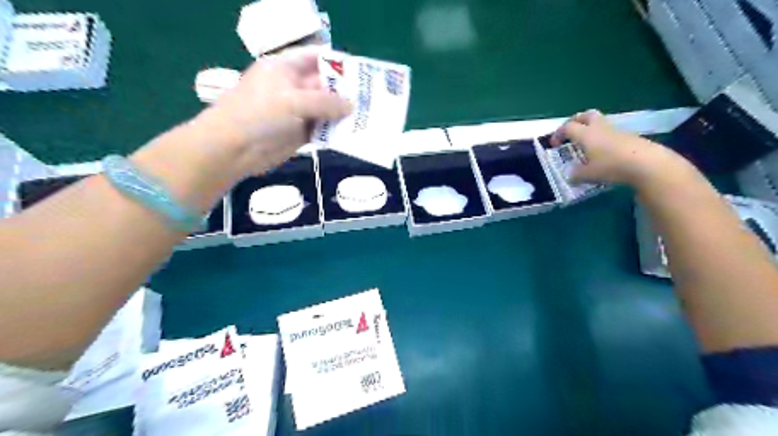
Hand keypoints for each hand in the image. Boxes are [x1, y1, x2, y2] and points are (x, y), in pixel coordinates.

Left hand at [197, 46, 352, 175]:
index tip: (360, 74)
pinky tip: (351, 134)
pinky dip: (334, 131)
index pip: (316, 58)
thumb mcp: (293, 101)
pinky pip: (321, 129)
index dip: (337, 63)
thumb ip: (325, 102)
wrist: (233, 149)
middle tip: (370, 100)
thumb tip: (352, 106)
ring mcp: (296, 111)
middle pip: (324, 85)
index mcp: (286, 68)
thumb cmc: (259, 114)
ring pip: (325, 109)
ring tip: (367, 118)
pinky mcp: (298, 133)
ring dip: (342, 114)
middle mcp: (293, 87)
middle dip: (345, 92)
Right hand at [549, 110, 681, 187]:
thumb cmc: (611, 166)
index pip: (568, 127)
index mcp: (586, 134)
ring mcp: (616, 131)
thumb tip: (570, 176)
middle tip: (571, 132)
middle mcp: (600, 128)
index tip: (554, 145)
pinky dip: (603, 139)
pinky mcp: (629, 137)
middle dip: (576, 121)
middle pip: (586, 115)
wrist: (647, 163)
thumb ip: (576, 174)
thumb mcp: (589, 175)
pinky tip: (603, 153)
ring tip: (587, 145)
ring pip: (600, 123)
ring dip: (591, 130)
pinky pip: (611, 133)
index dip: (558, 134)